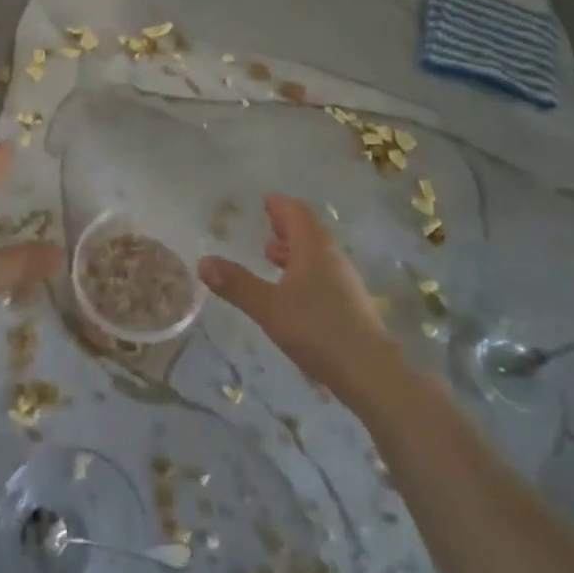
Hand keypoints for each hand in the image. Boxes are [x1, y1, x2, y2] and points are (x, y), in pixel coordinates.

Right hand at [198, 195, 401, 407]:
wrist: (370, 371)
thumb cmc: (316, 329)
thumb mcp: (268, 307)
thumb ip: (236, 284)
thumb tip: (203, 261)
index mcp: (313, 247)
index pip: (297, 213)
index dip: (281, 205)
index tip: (267, 200)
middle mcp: (332, 257)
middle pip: (309, 231)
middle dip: (287, 226)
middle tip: (268, 222)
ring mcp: (345, 281)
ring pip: (317, 254)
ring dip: (296, 250)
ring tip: (272, 256)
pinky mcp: (351, 304)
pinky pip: (324, 274)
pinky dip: (305, 270)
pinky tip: (293, 292)